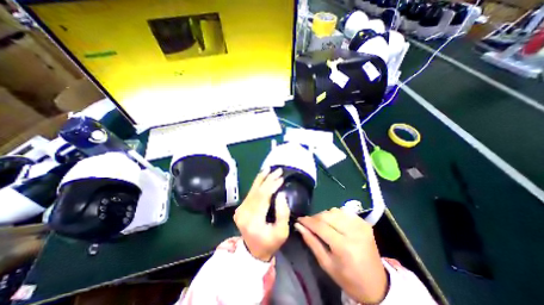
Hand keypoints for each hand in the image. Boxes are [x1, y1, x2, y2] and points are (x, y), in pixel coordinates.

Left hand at [235, 168, 293, 259]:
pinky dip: (257, 183)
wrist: (253, 252)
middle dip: (268, 179)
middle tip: (278, 170)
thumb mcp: (282, 232)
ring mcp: (240, 210)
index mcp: (253, 220)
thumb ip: (282, 213)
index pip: (263, 197)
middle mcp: (244, 213)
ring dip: (261, 178)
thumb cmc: (270, 243)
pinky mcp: (240, 208)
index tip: (281, 178)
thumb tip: (281, 194)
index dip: (272, 185)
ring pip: (252, 190)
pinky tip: (262, 176)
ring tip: (268, 169)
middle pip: (257, 191)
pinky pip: (250, 193)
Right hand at [296, 208, 387, 302]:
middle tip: (309, 224)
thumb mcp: (326, 264)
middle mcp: (354, 232)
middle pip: (327, 215)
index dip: (307, 221)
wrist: (377, 284)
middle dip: (315, 218)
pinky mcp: (364, 222)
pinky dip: (335, 215)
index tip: (299, 219)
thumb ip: (311, 242)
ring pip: (334, 210)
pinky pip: (344, 211)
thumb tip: (299, 225)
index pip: (320, 226)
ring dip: (325, 216)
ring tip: (322, 225)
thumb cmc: (348, 278)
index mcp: (344, 247)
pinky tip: (334, 223)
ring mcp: (361, 225)